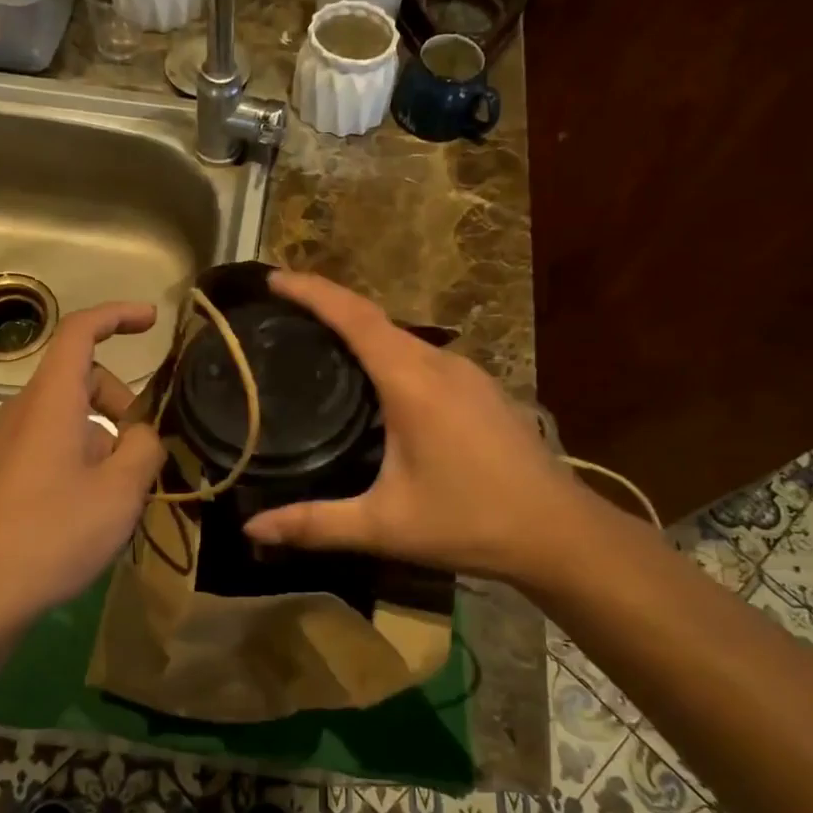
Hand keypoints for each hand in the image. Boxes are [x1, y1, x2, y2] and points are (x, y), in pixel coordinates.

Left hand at [0, 302, 164, 621]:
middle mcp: (21, 411)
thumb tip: (142, 434)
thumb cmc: (54, 533)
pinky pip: (50, 443)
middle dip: (122, 402)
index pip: (79, 332)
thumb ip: (144, 448)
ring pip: (68, 416)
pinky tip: (92, 506)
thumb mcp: (121, 491)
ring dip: (104, 436)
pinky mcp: (0, 472)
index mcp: (50, 401)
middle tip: (147, 452)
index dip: (117, 316)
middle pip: (80, 379)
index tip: (152, 321)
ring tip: (123, 491)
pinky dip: (81, 455)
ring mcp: (5, 442)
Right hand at [241, 272, 581, 579]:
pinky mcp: (482, 390)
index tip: (274, 279)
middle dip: (329, 307)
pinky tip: (374, 383)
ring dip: (360, 331)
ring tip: (318, 343)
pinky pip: (422, 357)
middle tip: (282, 314)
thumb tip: (254, 528)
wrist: (559, 533)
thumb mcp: (385, 526)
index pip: (355, 318)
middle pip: (376, 319)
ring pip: (402, 338)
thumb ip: (316, 523)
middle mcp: (442, 365)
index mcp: (413, 383)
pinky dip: (387, 353)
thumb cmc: (470, 522)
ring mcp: (468, 374)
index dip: (313, 292)